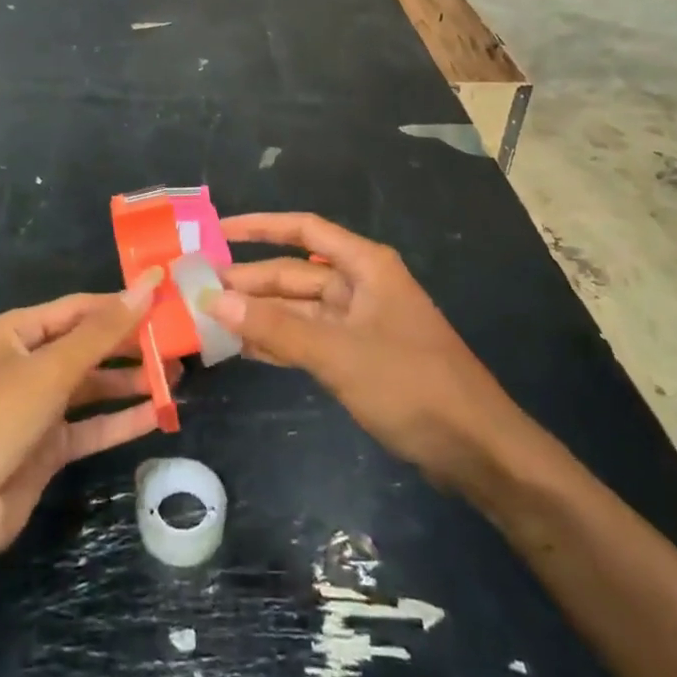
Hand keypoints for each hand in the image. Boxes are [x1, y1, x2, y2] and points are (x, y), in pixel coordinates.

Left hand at [0, 278, 171, 573]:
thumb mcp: (49, 369)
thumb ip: (102, 332)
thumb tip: (146, 287)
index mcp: (16, 332)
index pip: (80, 309)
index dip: (121, 304)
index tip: (166, 301)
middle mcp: (27, 364)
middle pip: (88, 346)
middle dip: (130, 344)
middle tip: (178, 343)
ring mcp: (36, 408)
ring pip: (92, 387)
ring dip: (130, 381)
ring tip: (176, 377)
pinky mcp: (46, 449)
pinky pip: (90, 427)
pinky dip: (121, 420)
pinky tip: (158, 415)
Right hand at [207, 213, 517, 493]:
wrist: (477, 449)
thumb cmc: (411, 385)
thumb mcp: (338, 353)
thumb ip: (276, 327)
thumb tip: (214, 299)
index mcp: (365, 266)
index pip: (304, 230)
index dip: (260, 226)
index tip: (218, 231)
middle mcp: (362, 285)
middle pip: (296, 273)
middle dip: (252, 280)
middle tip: (200, 290)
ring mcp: (362, 323)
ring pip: (300, 309)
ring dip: (261, 314)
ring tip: (211, 318)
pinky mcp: (362, 357)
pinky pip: (311, 339)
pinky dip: (281, 342)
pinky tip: (246, 350)